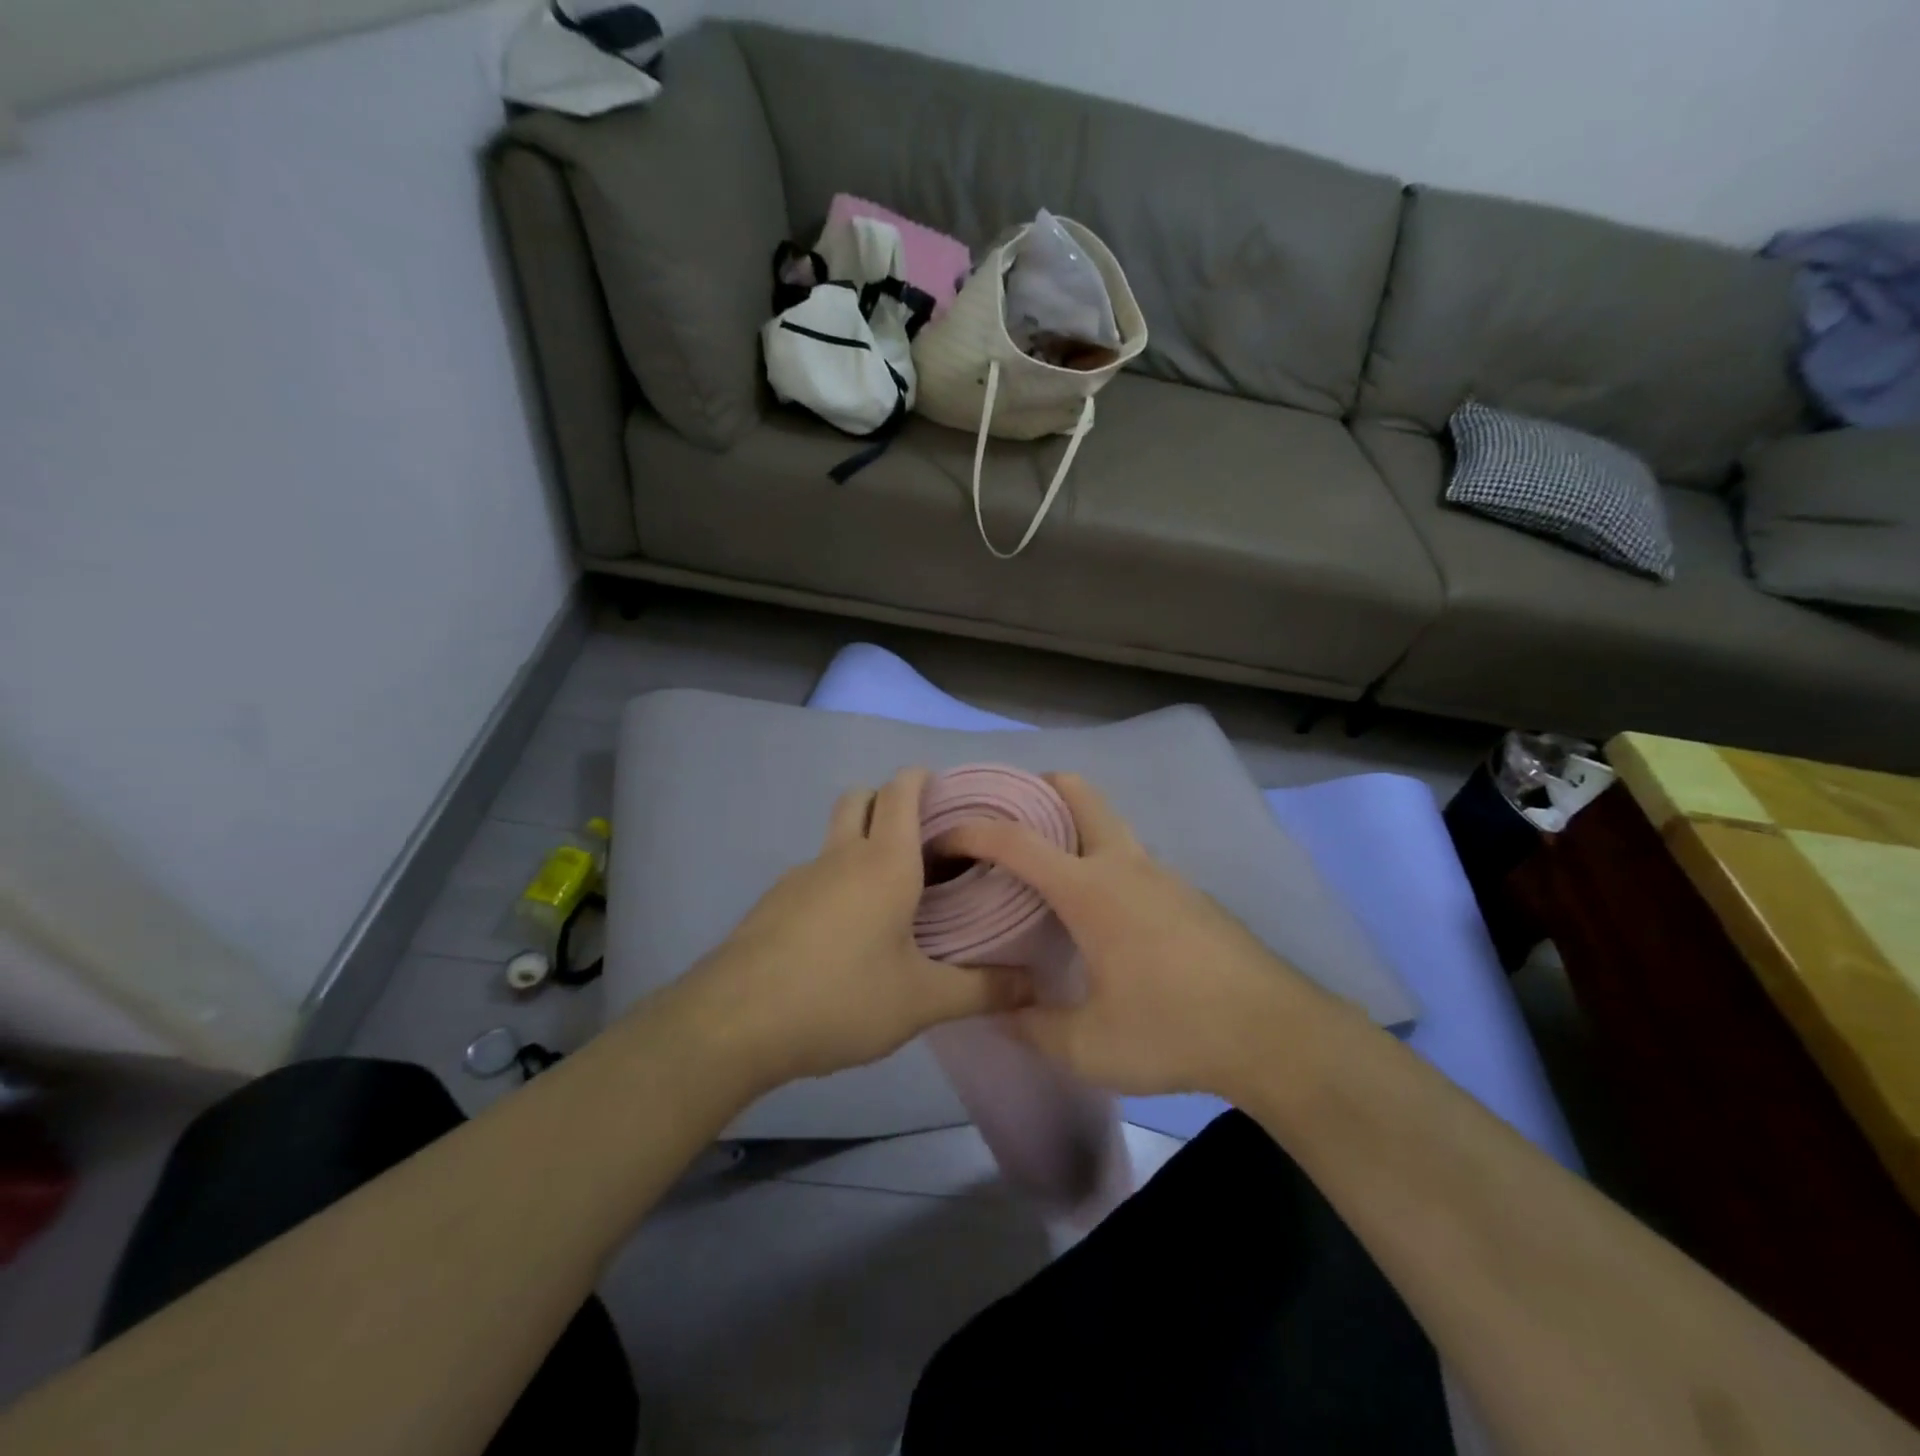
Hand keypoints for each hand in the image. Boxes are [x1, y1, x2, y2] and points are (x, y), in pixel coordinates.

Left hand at [671, 767, 1034, 1091]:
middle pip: (859, 798)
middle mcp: (840, 856)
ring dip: (859, 842)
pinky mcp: (773, 904)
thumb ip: (981, 990)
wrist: (734, 1023)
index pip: (901, 791)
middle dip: (886, 800)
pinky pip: (814, 874)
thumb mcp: (921, 1001)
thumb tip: (1034, 985)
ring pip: (834, 837)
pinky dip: (835, 881)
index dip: (921, 778)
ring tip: (889, 893)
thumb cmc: (841, 997)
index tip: (945, 791)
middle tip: (919, 838)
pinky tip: (845, 934)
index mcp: (884, 862)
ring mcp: (799, 877)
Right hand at [935, 773, 1331, 1097]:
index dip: (971, 831)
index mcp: (1090, 888)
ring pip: (1109, 825)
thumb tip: (999, 1014)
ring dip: (1073, 828)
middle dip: (1036, 789)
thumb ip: (1033, 1027)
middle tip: (1004, 817)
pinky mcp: (1188, 895)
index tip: (940, 836)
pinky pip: (1133, 859)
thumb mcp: (1088, 1045)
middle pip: (1079, 793)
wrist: (1273, 1032)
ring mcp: (1163, 874)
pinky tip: (1100, 912)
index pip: (1016, 840)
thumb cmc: (1172, 1029)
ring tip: (1043, 871)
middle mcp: (1125, 864)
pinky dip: (1103, 861)